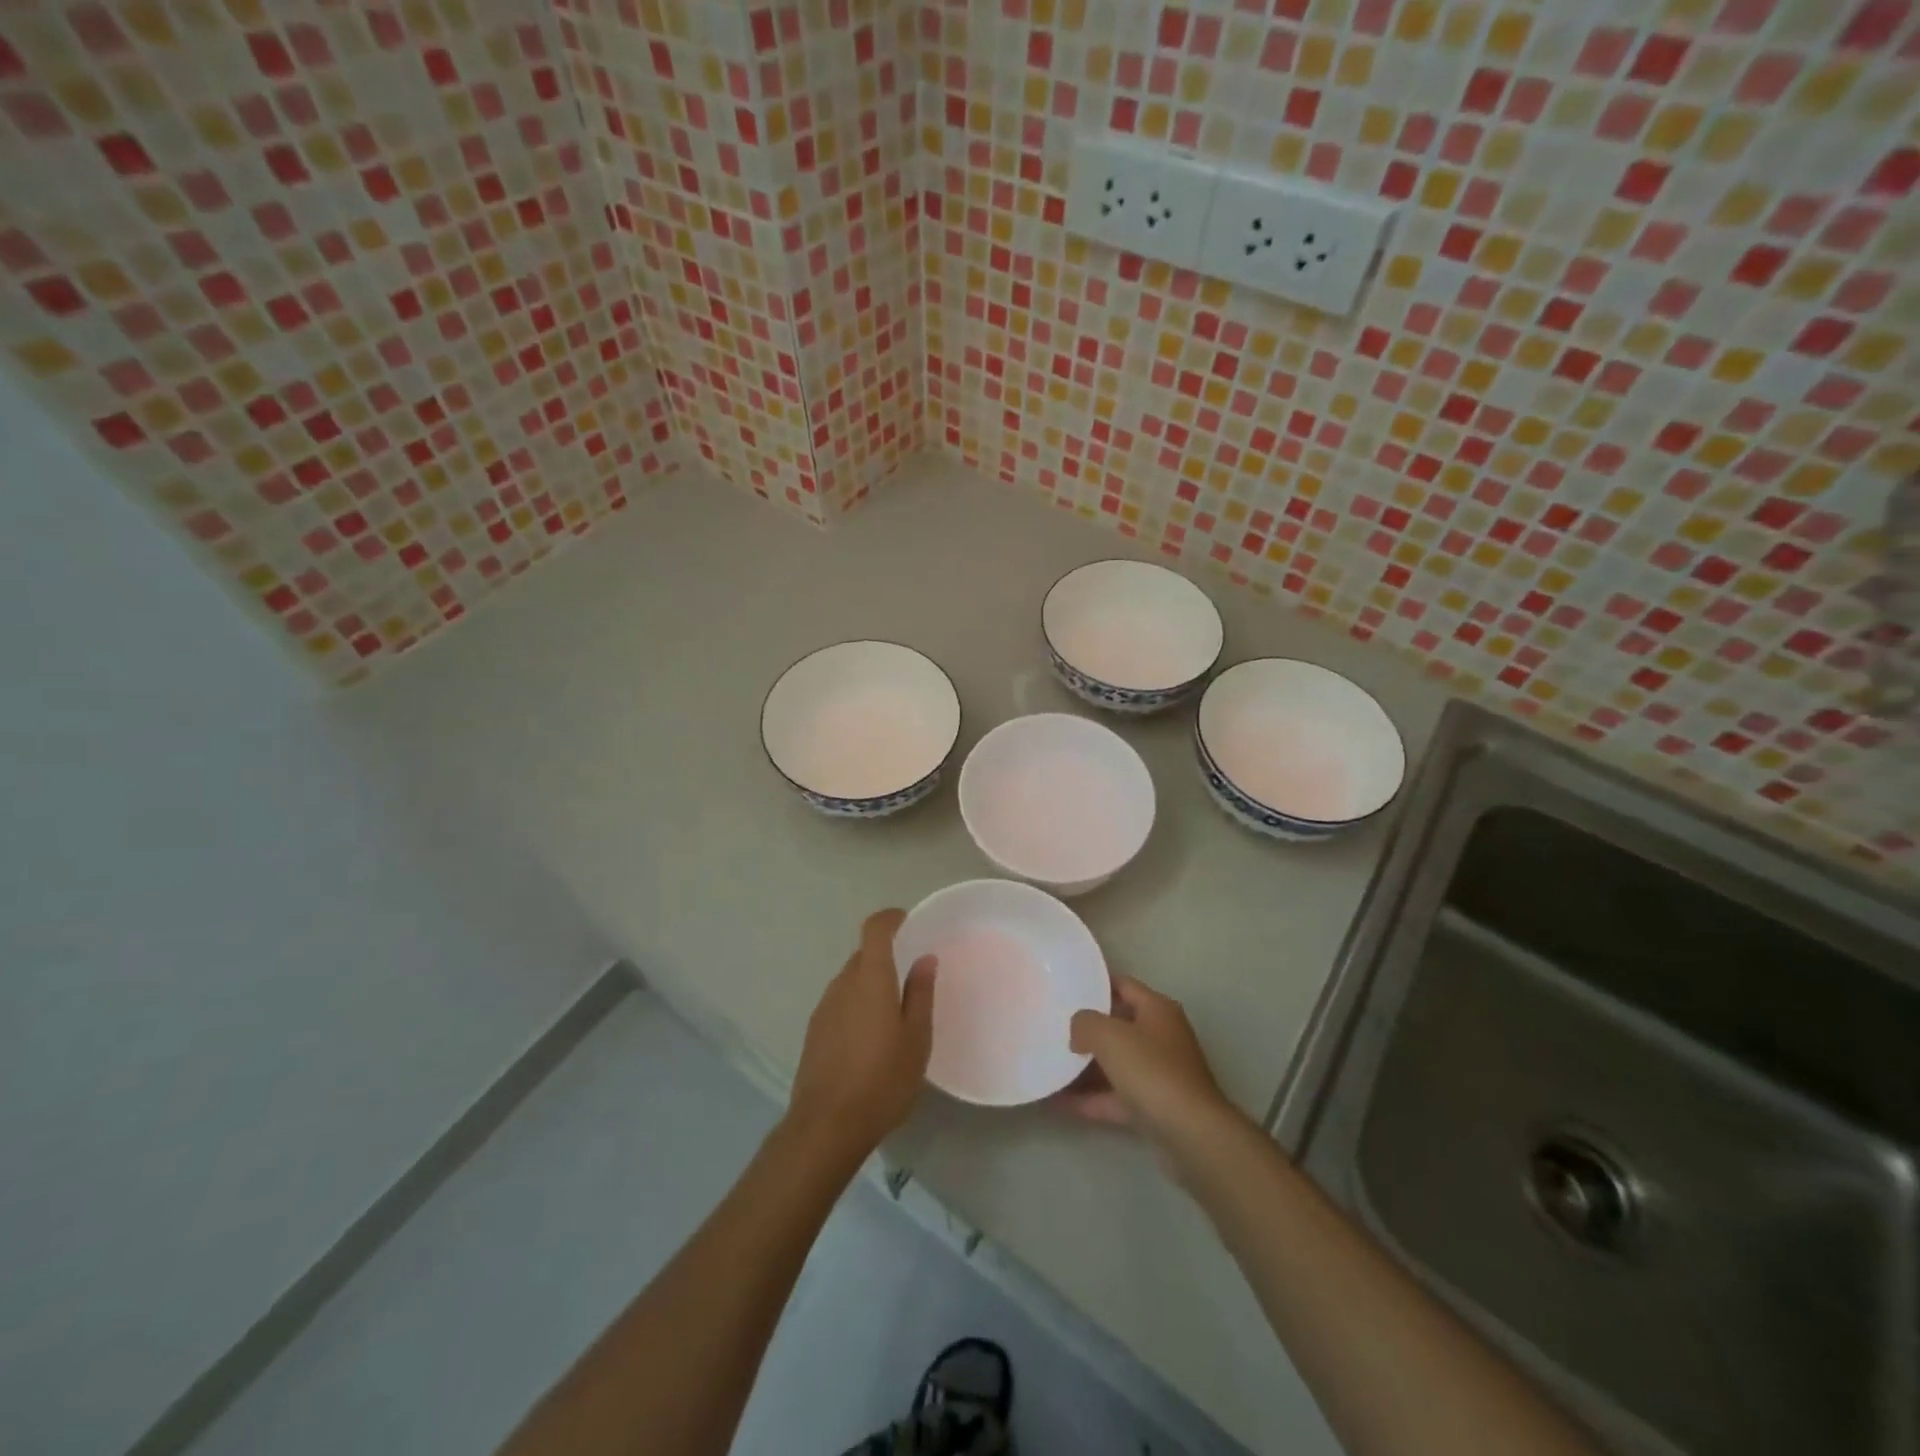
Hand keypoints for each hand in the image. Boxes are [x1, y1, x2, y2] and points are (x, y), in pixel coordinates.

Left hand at [786, 909, 937, 1162]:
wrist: (827, 1125)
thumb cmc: (882, 1079)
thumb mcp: (916, 1038)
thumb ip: (920, 993)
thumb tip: (924, 959)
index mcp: (870, 978)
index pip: (874, 929)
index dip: (890, 918)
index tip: (908, 922)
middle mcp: (842, 984)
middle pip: (863, 956)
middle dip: (885, 958)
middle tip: (910, 979)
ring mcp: (824, 1008)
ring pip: (850, 982)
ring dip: (870, 986)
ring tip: (893, 1016)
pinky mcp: (814, 1032)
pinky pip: (840, 1004)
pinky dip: (856, 1007)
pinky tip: (870, 1040)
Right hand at [1057, 976, 1239, 1159]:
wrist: (1192, 1134)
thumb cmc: (1152, 1071)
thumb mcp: (1109, 1035)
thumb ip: (1085, 1023)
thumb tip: (1078, 1031)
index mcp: (1158, 1010)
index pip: (1123, 985)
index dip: (1096, 984)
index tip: (1067, 987)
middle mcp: (1161, 1037)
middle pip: (1118, 1025)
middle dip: (1087, 1028)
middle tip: (1053, 1026)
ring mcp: (1159, 1074)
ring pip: (1116, 1064)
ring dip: (1085, 1067)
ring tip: (1050, 1064)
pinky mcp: (1154, 1107)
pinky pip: (1115, 1096)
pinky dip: (1090, 1098)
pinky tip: (1058, 1101)